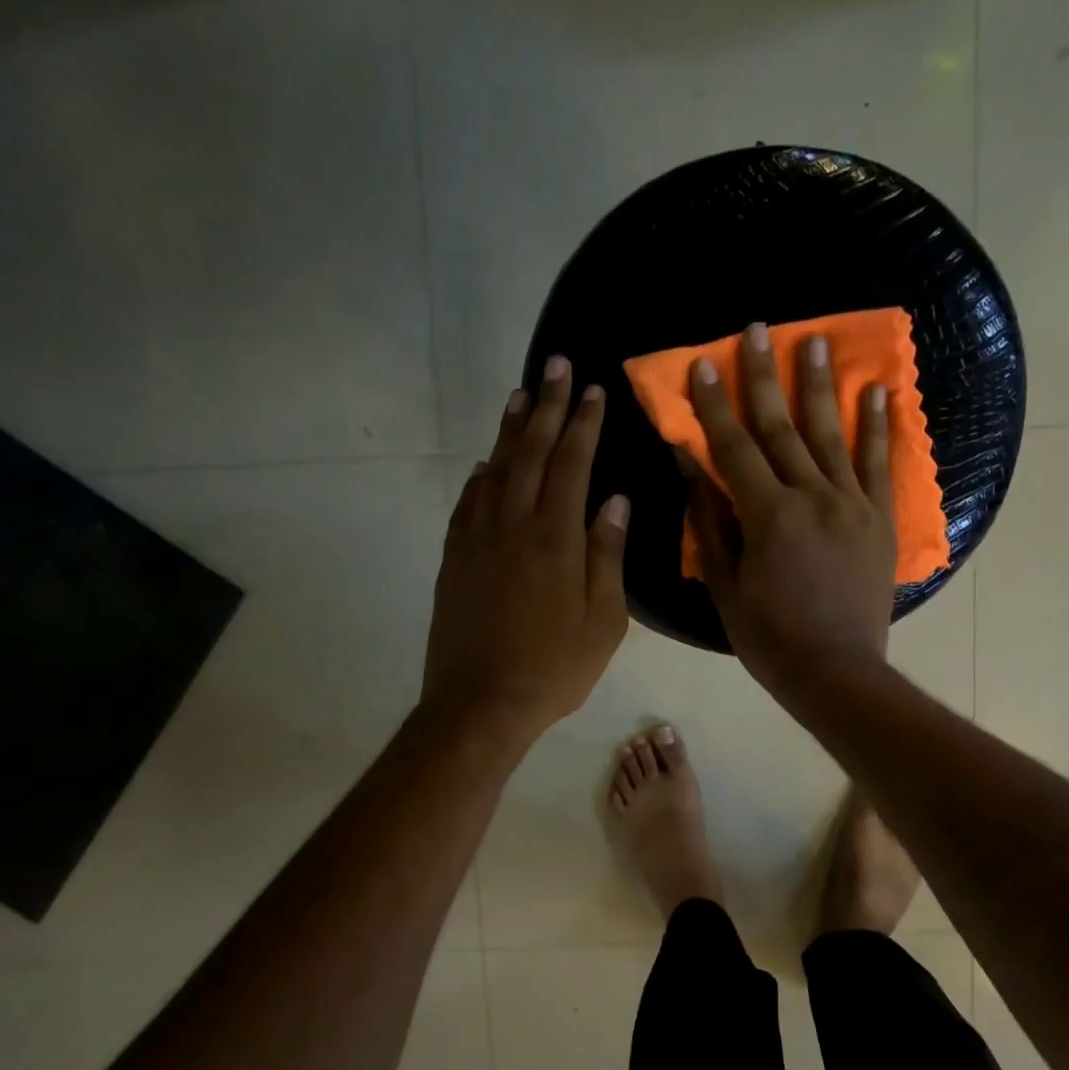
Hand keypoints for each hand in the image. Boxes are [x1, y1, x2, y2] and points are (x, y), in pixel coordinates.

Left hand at [423, 356, 630, 746]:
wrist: (479, 703)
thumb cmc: (554, 667)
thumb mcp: (603, 620)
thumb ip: (608, 555)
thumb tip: (614, 501)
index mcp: (555, 537)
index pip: (571, 464)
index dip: (583, 423)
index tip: (592, 389)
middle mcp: (512, 525)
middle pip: (530, 452)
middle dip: (545, 405)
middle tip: (554, 365)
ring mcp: (477, 539)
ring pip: (495, 469)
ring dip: (509, 429)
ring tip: (520, 394)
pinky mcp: (454, 558)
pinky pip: (467, 502)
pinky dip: (480, 475)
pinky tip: (487, 462)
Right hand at [686, 323, 896, 703]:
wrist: (837, 671)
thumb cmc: (769, 636)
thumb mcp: (725, 582)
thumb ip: (710, 519)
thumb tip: (692, 464)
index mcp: (768, 515)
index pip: (734, 447)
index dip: (714, 404)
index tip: (702, 364)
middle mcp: (812, 496)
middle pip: (782, 427)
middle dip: (764, 375)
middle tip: (757, 330)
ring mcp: (852, 504)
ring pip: (832, 433)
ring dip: (821, 384)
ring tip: (816, 339)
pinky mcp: (880, 518)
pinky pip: (879, 464)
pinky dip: (878, 426)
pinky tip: (877, 391)